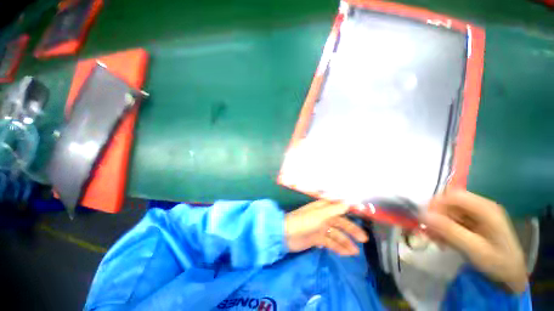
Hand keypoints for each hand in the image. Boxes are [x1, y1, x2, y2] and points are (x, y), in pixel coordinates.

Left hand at [284, 200, 368, 255]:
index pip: (338, 208)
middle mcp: (323, 217)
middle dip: (351, 230)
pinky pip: (330, 242)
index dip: (349, 211)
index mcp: (323, 208)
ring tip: (355, 252)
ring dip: (345, 242)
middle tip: (364, 239)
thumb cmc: (303, 221)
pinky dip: (337, 247)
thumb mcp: (319, 215)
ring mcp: (320, 228)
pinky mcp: (317, 238)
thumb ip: (334, 209)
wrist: (286, 234)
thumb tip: (348, 203)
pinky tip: (345, 254)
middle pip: (340, 223)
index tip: (362, 216)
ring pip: (336, 234)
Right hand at [422, 190, 527, 292]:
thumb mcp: (475, 250)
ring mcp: (476, 214)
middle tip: (428, 232)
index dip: (437, 204)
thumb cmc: (499, 263)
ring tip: (434, 239)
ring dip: (437, 223)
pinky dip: (443, 228)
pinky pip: (451, 219)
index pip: (454, 195)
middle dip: (435, 215)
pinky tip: (442, 240)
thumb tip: (423, 215)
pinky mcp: (472, 222)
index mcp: (485, 208)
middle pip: (449, 202)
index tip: (425, 219)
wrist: (511, 276)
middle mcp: (480, 206)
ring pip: (448, 211)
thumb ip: (450, 231)